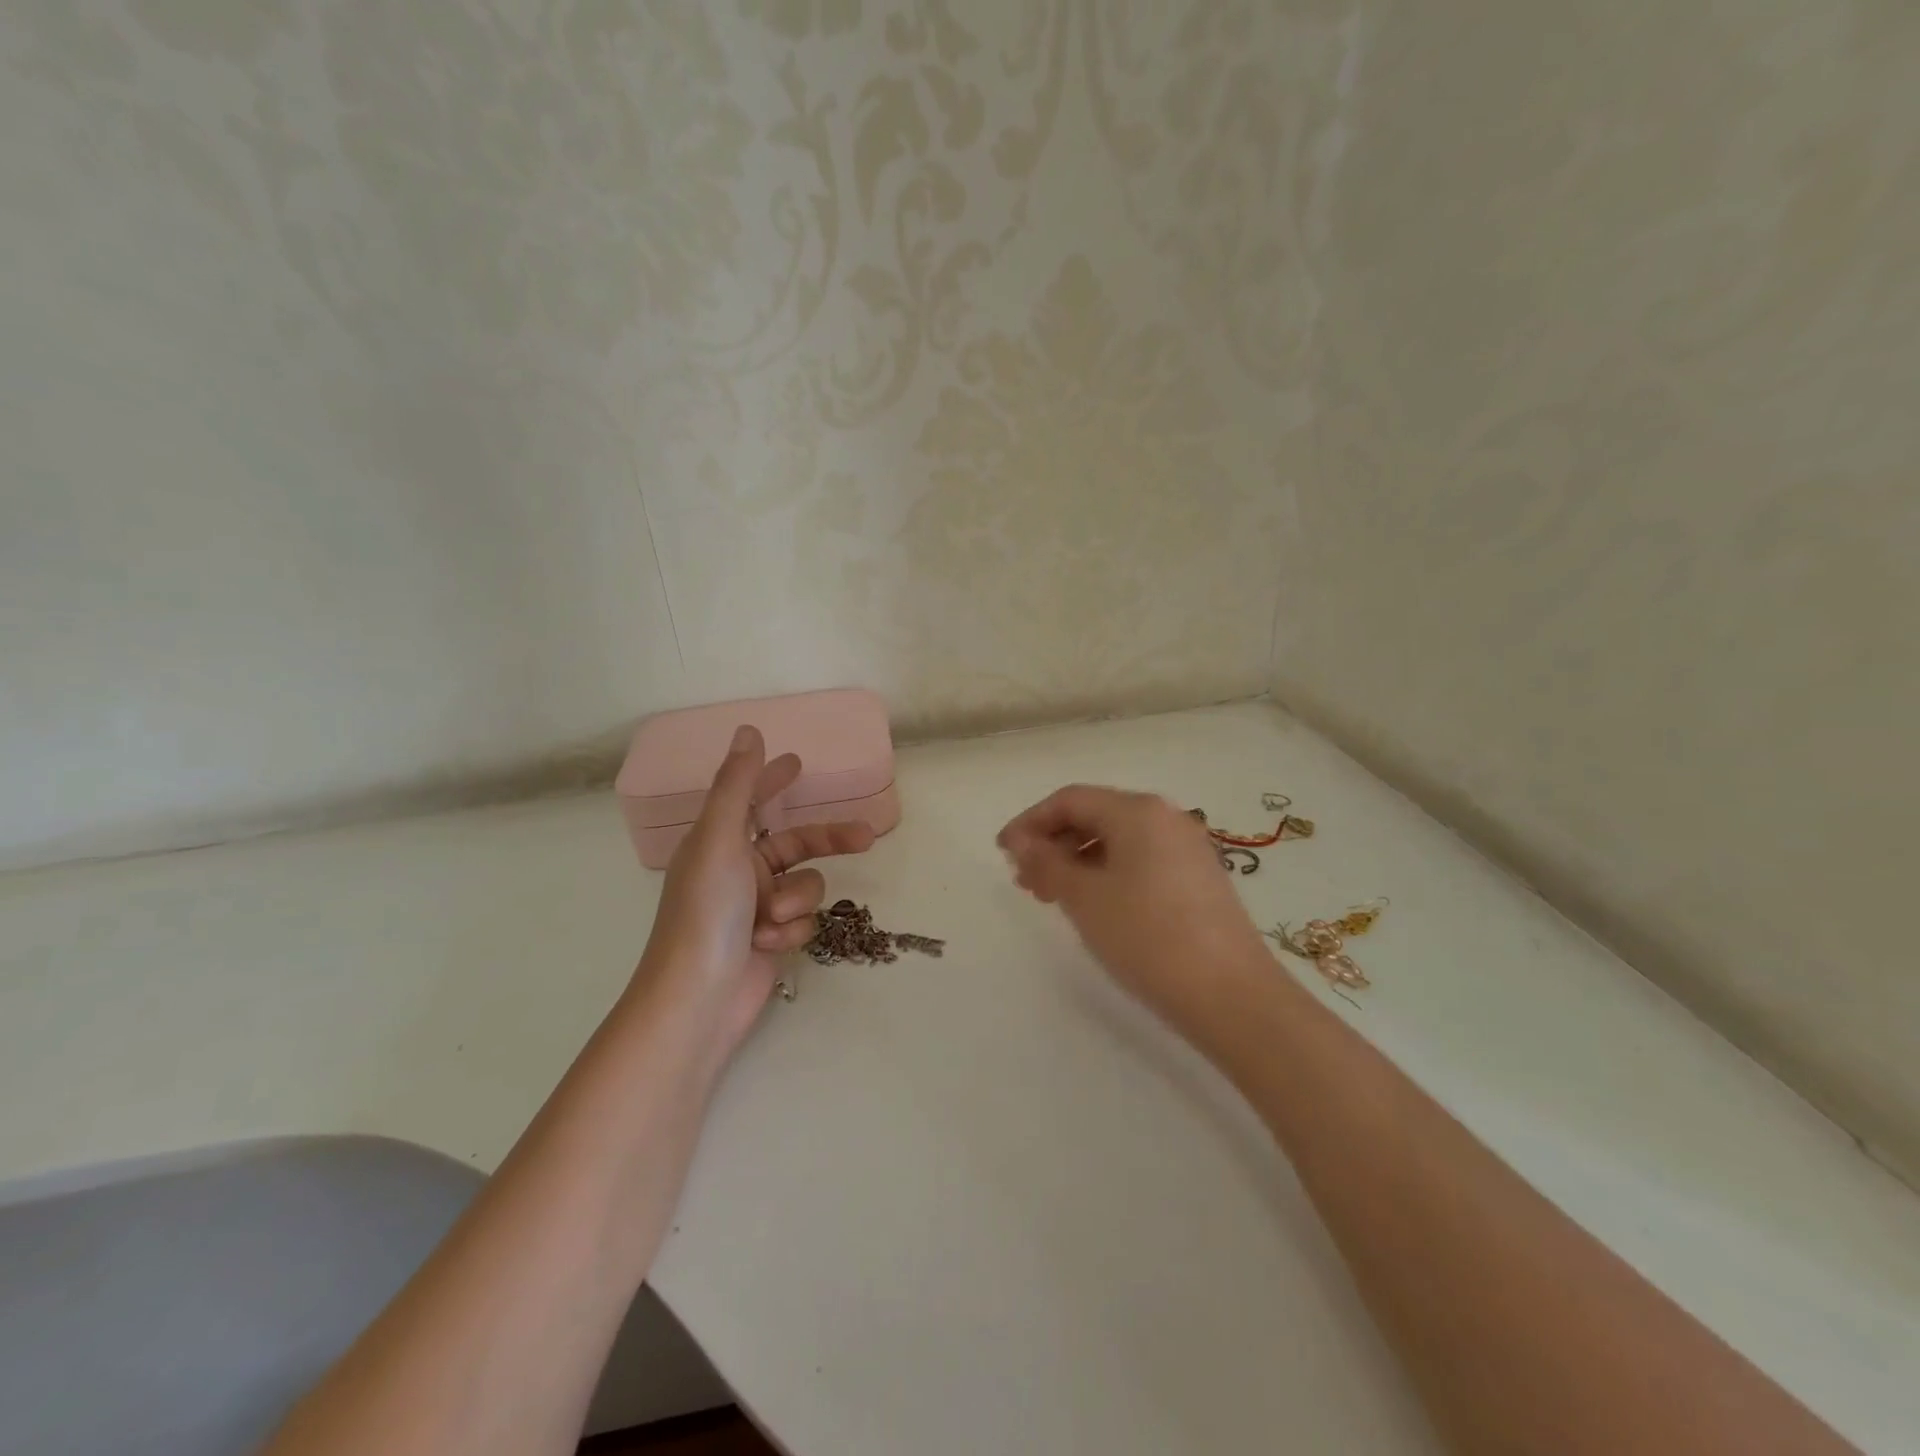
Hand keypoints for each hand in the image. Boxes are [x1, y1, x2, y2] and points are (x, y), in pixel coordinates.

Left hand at [639, 725, 875, 1057]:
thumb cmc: (705, 913)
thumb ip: (738, 784)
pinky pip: (803, 920)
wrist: (699, 1000)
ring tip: (770, 921)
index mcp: (719, 841)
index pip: (752, 799)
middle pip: (797, 843)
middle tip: (867, 836)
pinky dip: (790, 931)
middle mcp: (738, 869)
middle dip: (829, 840)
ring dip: (796, 901)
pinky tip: (768, 946)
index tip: (796, 763)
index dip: (772, 780)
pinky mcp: (772, 938)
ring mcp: (756, 906)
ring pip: (805, 885)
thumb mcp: (720, 839)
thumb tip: (749, 731)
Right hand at [998, 785, 1269, 1032]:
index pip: (1071, 800)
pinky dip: (1108, 874)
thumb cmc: (1147, 936)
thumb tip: (1020, 842)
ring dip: (1078, 861)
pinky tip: (1094, 906)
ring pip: (1118, 841)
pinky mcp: (1199, 878)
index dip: (1030, 822)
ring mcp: (1187, 848)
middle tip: (1025, 881)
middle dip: (1053, 843)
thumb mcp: (1085, 898)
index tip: (1003, 853)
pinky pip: (1140, 861)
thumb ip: (1046, 863)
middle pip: (1095, 816)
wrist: (1232, 996)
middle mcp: (1166, 818)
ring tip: (1053, 898)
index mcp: (1138, 810)